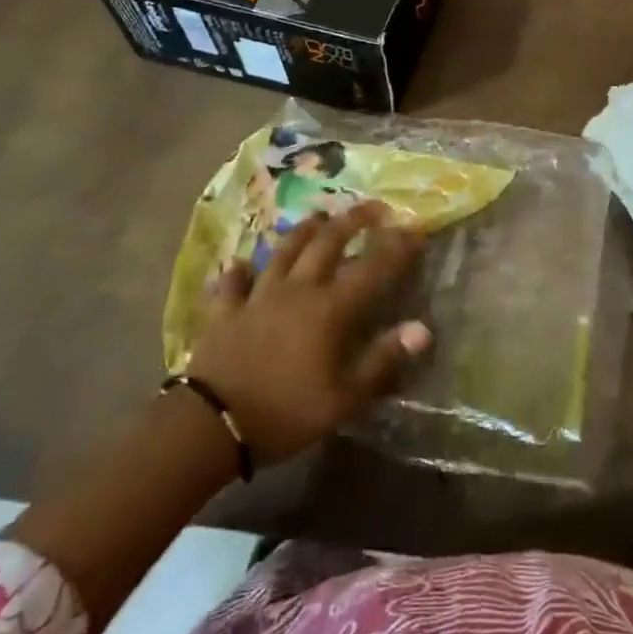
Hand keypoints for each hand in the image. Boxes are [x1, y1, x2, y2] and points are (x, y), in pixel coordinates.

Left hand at [180, 201, 430, 463]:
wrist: (210, 426)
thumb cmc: (285, 413)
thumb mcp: (344, 398)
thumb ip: (382, 360)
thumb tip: (422, 329)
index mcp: (329, 309)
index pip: (371, 268)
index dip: (395, 247)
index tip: (413, 229)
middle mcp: (297, 290)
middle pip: (327, 244)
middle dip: (352, 221)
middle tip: (371, 208)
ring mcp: (257, 297)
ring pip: (283, 252)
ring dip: (303, 231)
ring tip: (318, 217)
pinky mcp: (224, 311)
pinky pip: (232, 283)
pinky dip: (239, 272)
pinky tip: (241, 265)